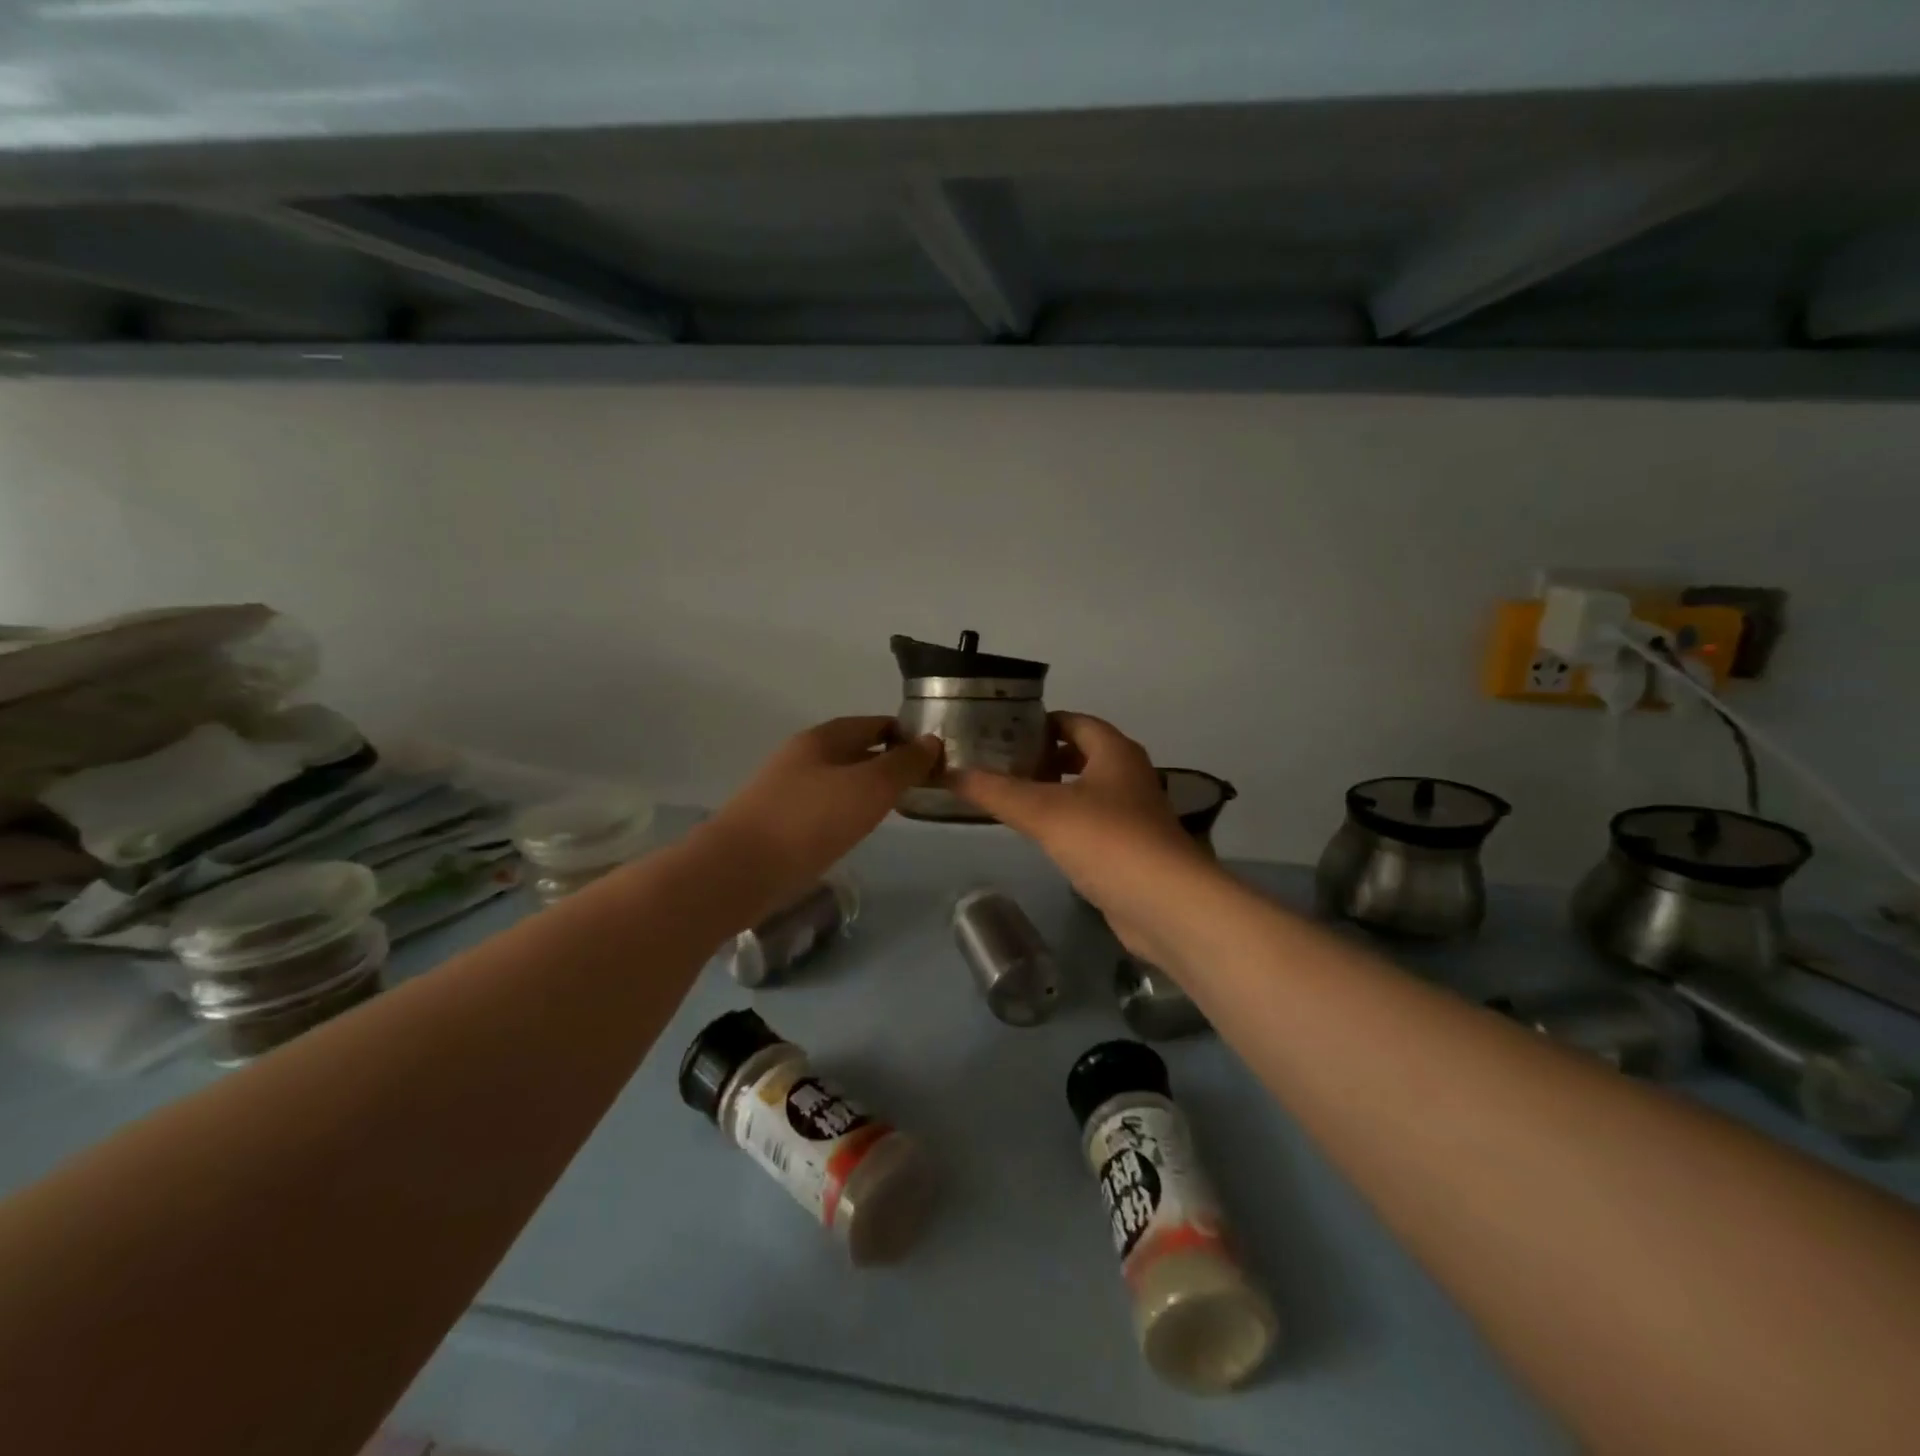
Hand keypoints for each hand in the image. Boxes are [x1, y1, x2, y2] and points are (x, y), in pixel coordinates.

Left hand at [710, 716, 940, 911]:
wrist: (740, 870)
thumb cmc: (810, 821)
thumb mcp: (870, 787)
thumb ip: (904, 764)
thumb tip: (932, 741)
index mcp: (823, 738)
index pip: (875, 724)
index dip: (907, 735)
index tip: (936, 757)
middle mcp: (803, 756)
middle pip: (856, 750)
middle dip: (889, 762)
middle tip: (923, 785)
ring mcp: (787, 788)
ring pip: (839, 779)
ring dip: (868, 788)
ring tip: (896, 806)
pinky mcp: (779, 821)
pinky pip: (824, 806)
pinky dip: (847, 810)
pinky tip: (857, 829)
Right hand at [953, 713, 1212, 942]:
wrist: (1166, 905)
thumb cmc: (1107, 841)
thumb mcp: (1044, 811)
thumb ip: (996, 791)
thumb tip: (950, 774)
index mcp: (1114, 752)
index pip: (1074, 721)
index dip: (1039, 723)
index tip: (1001, 732)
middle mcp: (1128, 775)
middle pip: (1081, 754)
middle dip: (1043, 757)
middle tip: (1000, 765)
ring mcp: (1134, 814)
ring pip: (1087, 790)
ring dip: (1054, 790)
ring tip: (1012, 798)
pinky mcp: (1131, 848)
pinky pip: (1093, 822)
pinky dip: (1067, 821)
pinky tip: (1042, 836)